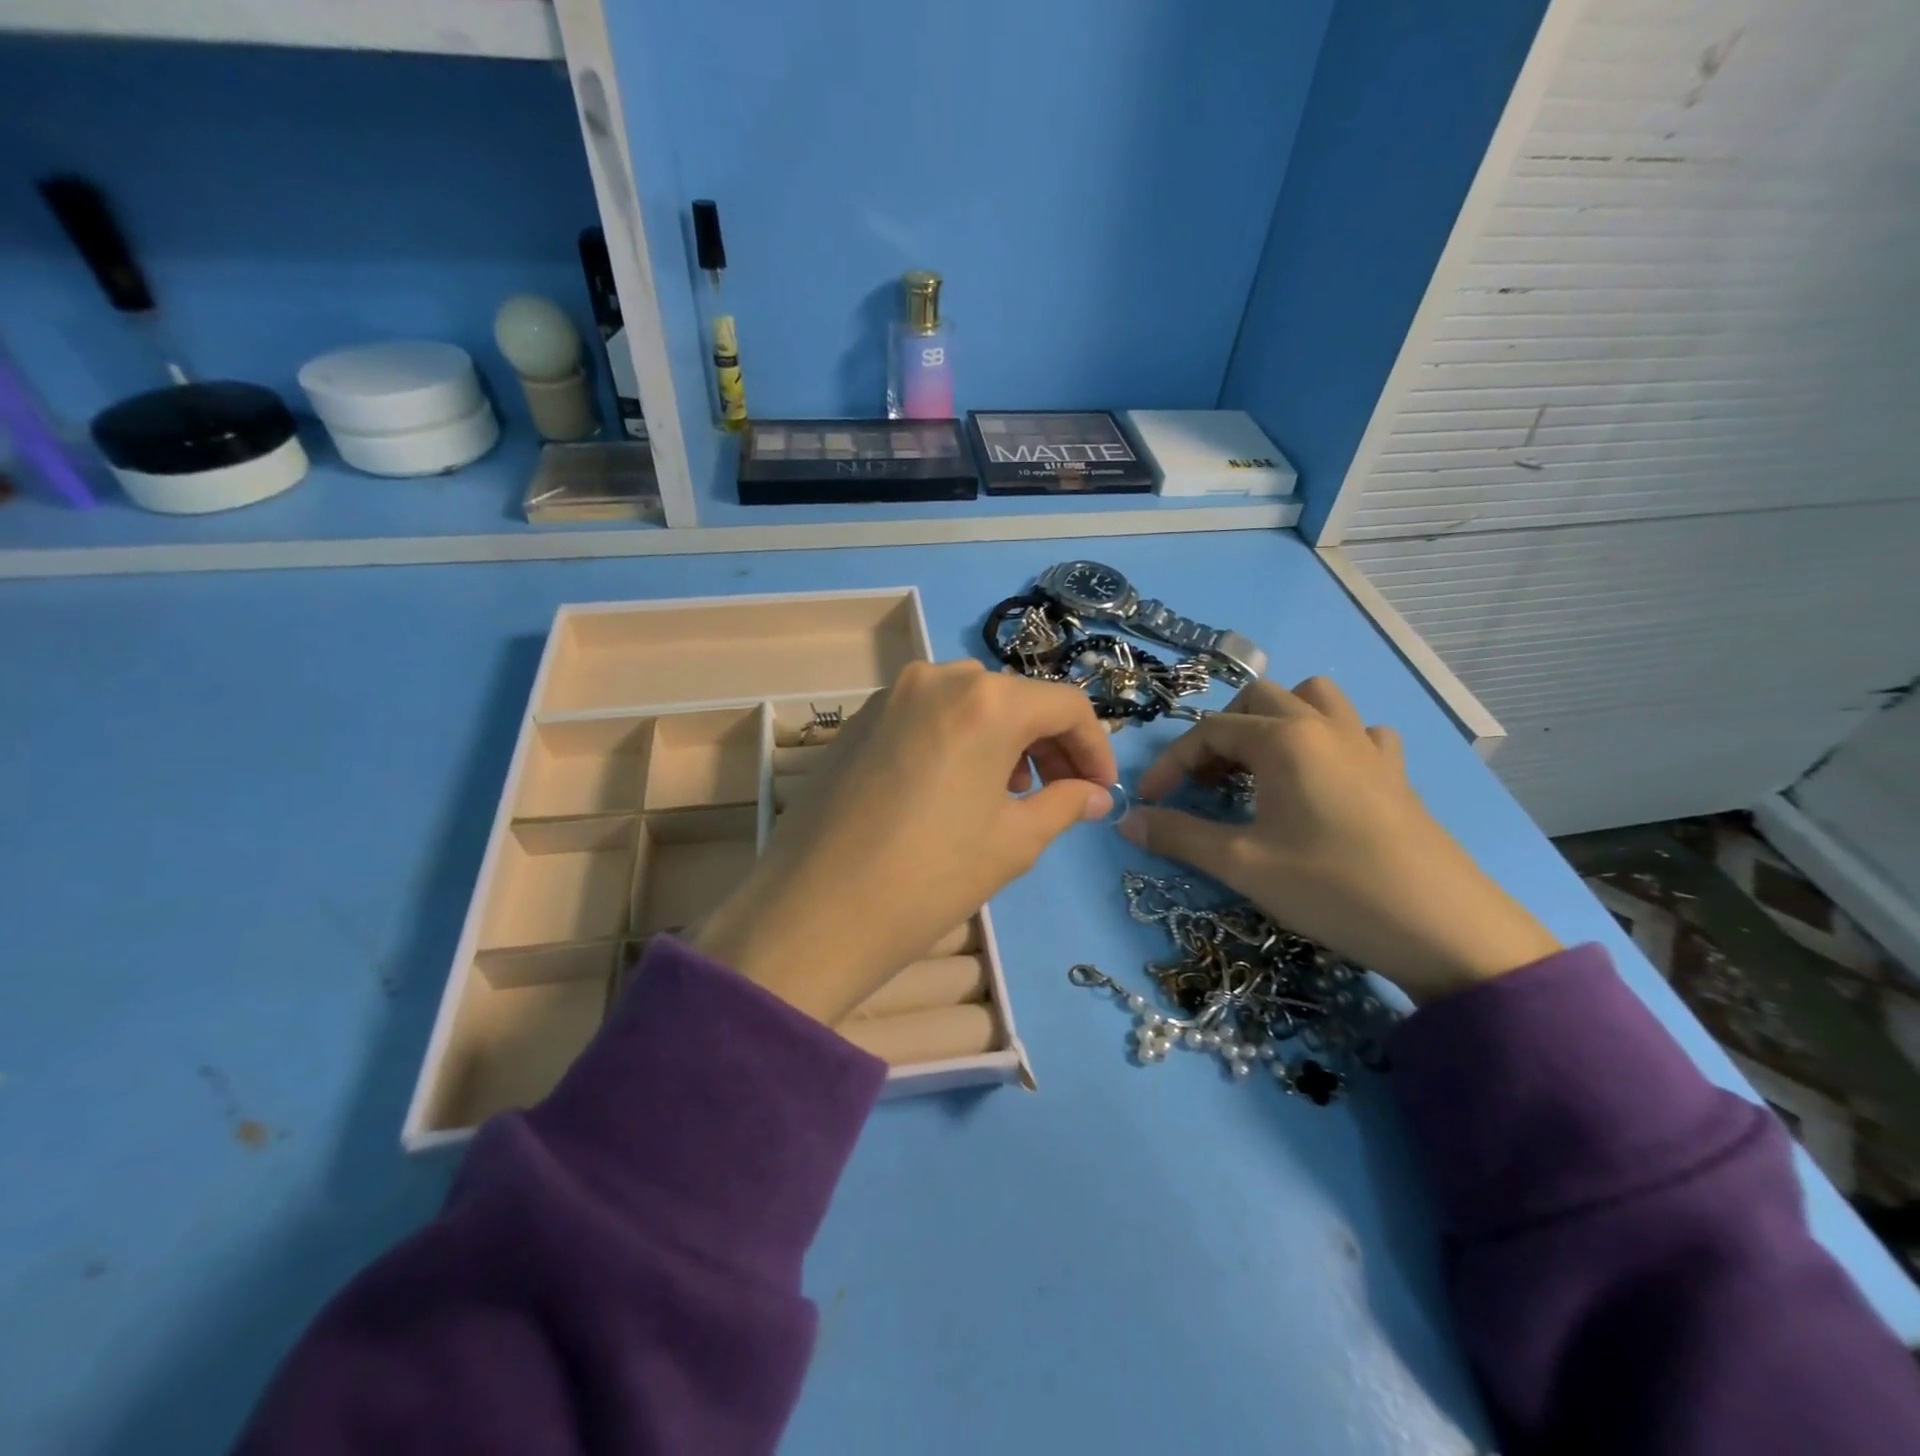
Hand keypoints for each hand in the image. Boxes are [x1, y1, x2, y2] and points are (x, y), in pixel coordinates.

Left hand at [694, 661, 1117, 1023]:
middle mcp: (937, 678)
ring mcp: (890, 695)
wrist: (814, 912)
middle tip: (1060, 793)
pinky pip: (927, 715)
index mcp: (986, 701)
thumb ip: (1063, 805)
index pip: (1064, 705)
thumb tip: (1096, 795)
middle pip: (1014, 698)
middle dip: (1048, 743)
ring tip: (1008, 794)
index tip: (1101, 789)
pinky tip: (954, 787)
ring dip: (1002, 740)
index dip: (1094, 746)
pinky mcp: (858, 719)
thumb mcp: (1012, 843)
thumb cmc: (930, 877)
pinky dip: (957, 740)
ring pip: (969, 703)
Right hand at [1120, 677, 1559, 1005]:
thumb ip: (1178, 836)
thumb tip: (1126, 820)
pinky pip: (1358, 732)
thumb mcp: (1242, 864)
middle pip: (1258, 699)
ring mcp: (1367, 746)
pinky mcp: (1396, 773)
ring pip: (1314, 699)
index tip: (1151, 801)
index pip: (1209, 731)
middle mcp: (1324, 727)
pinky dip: (1331, 741)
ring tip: (1260, 766)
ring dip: (1277, 720)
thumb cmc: (1332, 888)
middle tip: (1206, 781)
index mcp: (1284, 740)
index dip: (1171, 763)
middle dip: (1221, 732)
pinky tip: (1324, 778)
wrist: (1443, 929)